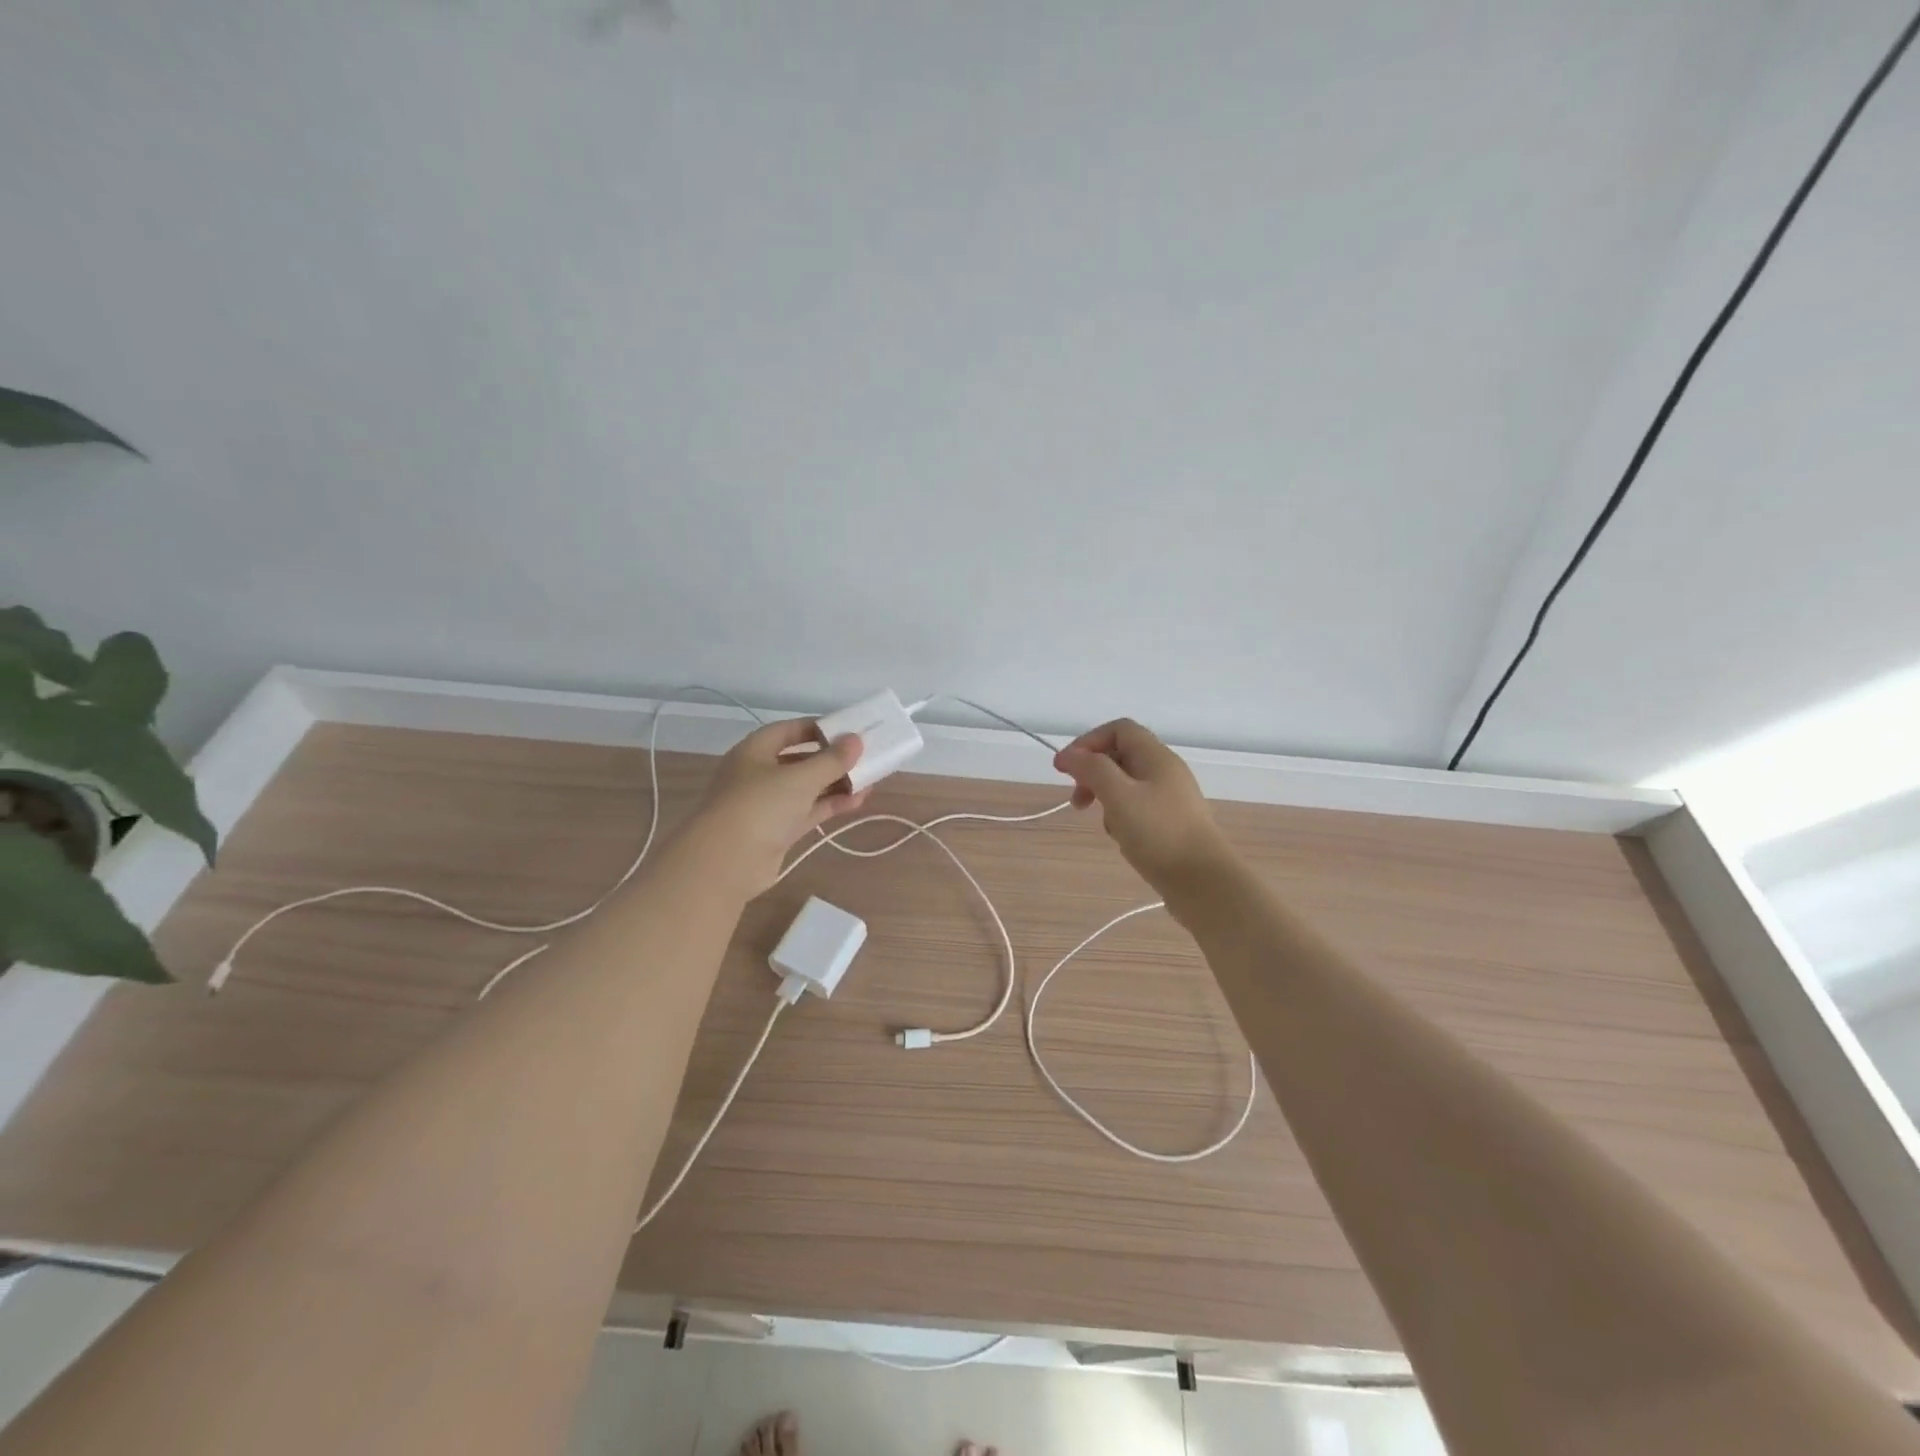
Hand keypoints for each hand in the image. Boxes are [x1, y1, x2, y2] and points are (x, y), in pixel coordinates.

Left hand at [687, 719, 868, 893]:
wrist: (725, 863)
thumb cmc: (760, 806)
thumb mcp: (800, 778)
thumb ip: (832, 759)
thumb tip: (856, 739)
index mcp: (754, 751)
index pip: (788, 730)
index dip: (817, 729)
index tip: (847, 731)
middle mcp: (758, 774)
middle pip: (799, 760)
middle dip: (831, 760)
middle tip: (864, 758)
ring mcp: (766, 805)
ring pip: (806, 788)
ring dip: (835, 784)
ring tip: (869, 781)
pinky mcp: (776, 832)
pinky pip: (807, 812)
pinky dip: (830, 805)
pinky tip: (857, 801)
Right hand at [1053, 718, 1235, 896]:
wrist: (1204, 883)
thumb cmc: (1159, 834)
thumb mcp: (1119, 797)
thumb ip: (1092, 770)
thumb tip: (1069, 754)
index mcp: (1156, 757)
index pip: (1118, 729)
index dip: (1088, 742)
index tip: (1065, 769)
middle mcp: (1165, 772)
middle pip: (1120, 756)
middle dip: (1093, 774)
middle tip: (1078, 801)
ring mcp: (1170, 799)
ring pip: (1126, 786)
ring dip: (1106, 800)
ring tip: (1106, 826)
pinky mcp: (1171, 823)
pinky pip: (1137, 809)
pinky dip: (1122, 818)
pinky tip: (1123, 839)